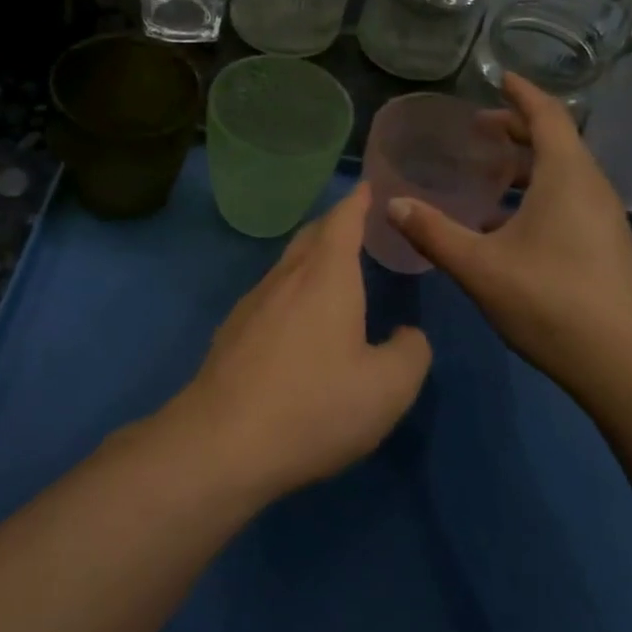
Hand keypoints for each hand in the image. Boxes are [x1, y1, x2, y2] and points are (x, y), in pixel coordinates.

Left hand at [163, 183, 432, 500]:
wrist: (221, 443)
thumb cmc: (314, 406)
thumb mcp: (387, 389)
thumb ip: (410, 354)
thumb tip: (408, 336)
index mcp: (326, 277)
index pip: (343, 221)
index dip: (358, 202)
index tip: (368, 188)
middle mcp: (285, 279)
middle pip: (310, 236)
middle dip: (334, 224)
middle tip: (355, 224)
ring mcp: (251, 304)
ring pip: (286, 266)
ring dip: (310, 258)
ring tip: (331, 270)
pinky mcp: (231, 333)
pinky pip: (269, 296)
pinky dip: (291, 291)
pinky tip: (296, 321)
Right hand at [387, 73, 631, 393]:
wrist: (625, 365)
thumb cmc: (550, 302)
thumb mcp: (479, 266)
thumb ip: (432, 232)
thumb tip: (391, 204)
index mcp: (566, 176)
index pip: (547, 115)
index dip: (522, 93)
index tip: (499, 78)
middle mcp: (591, 187)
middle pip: (556, 140)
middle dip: (517, 128)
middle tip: (478, 129)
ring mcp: (603, 218)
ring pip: (563, 173)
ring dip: (527, 164)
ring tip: (489, 173)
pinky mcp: (605, 245)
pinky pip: (569, 198)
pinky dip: (538, 192)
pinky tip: (506, 224)